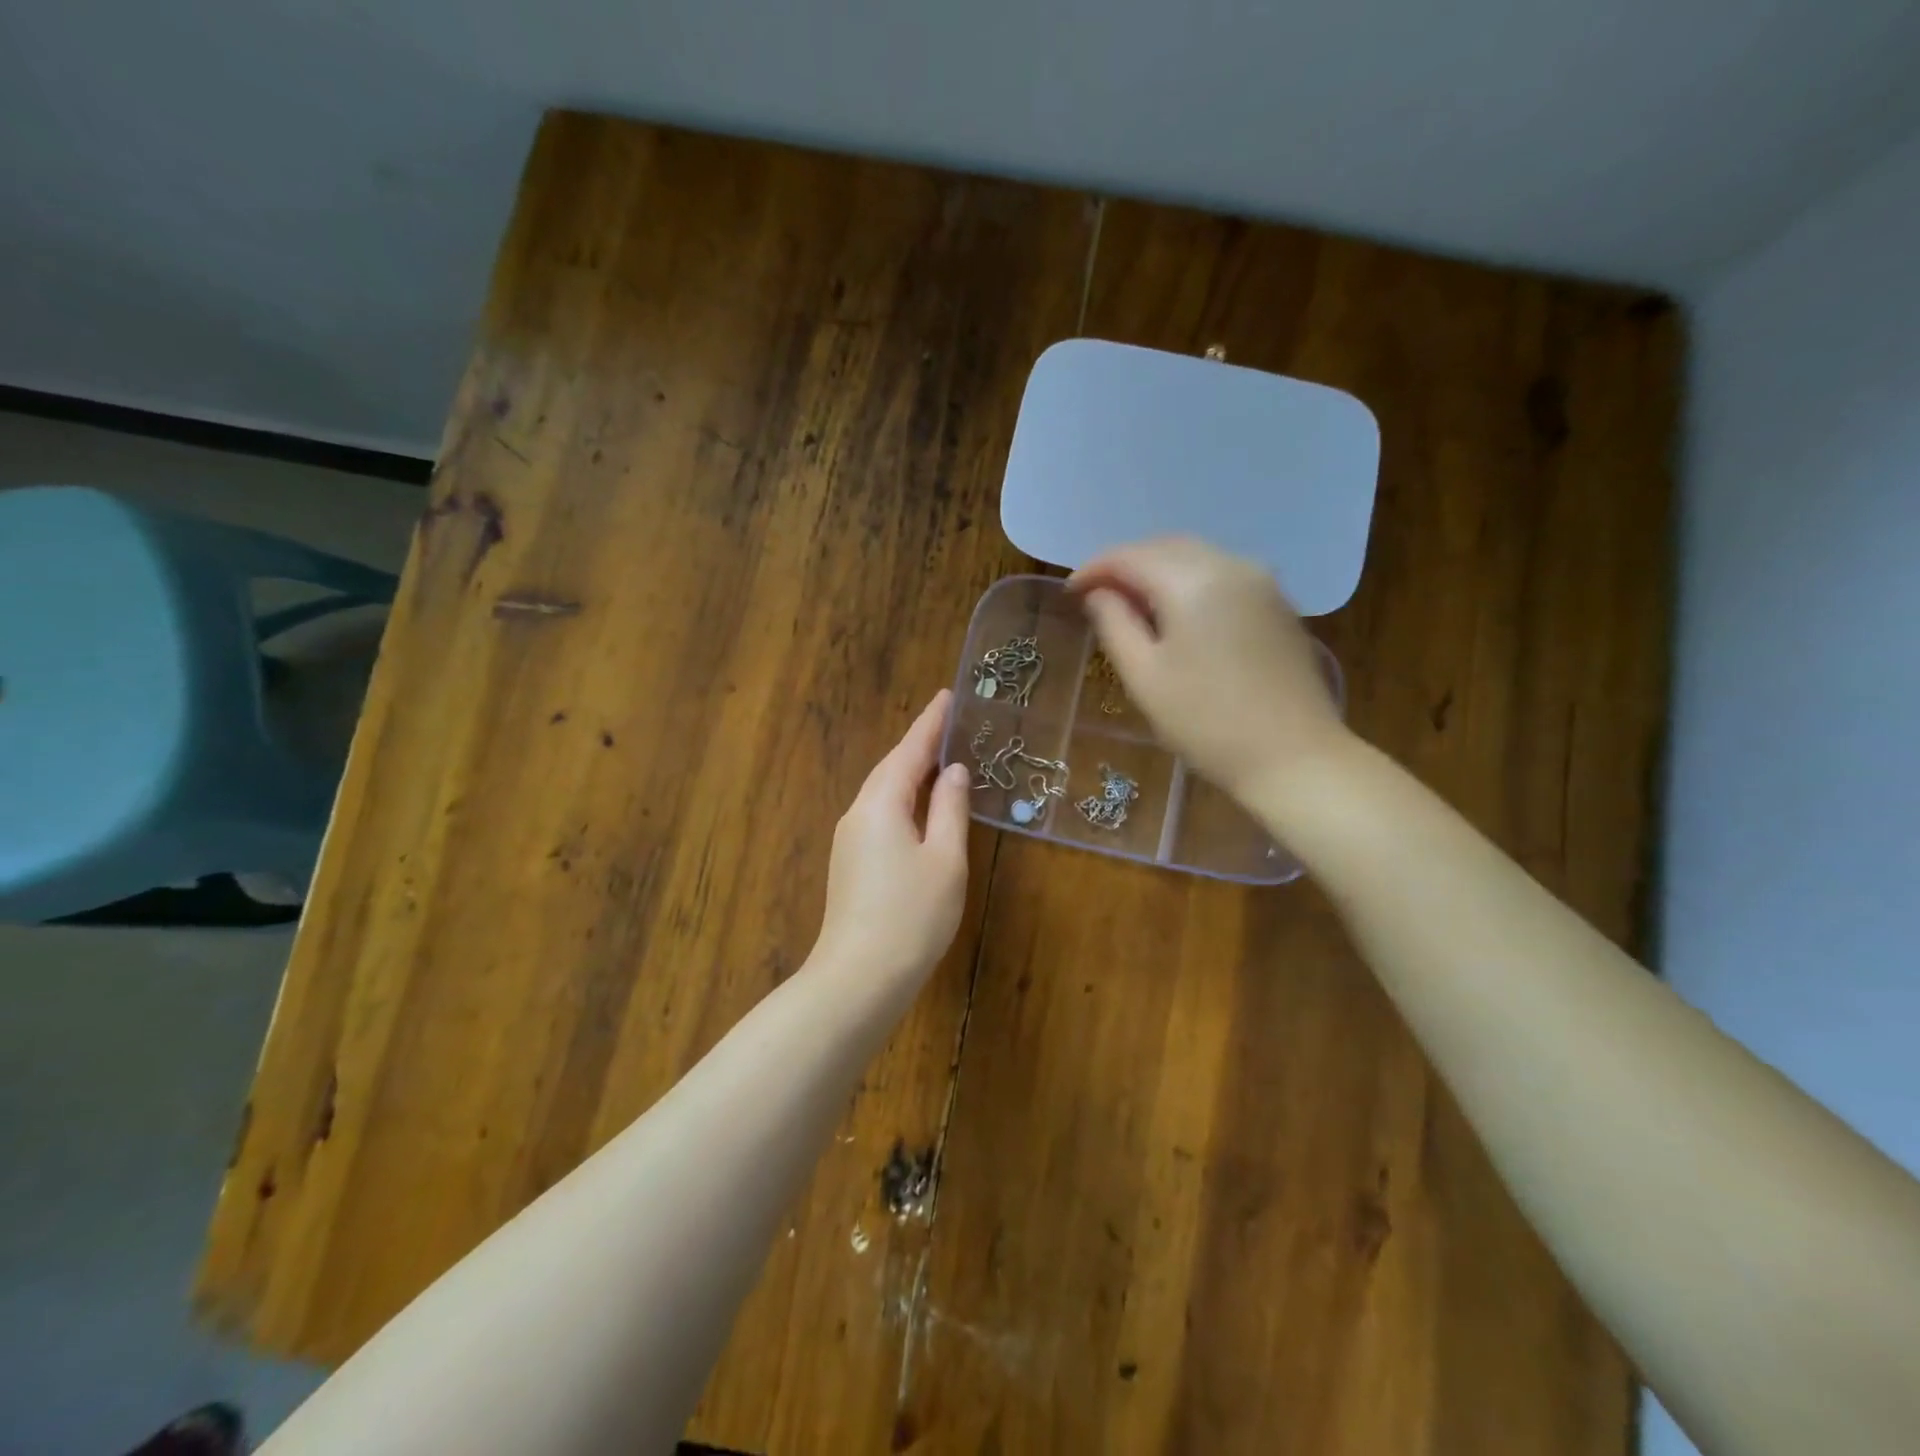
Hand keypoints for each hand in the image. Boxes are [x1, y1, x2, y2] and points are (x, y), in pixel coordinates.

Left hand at [815, 691, 971, 982]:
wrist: (859, 978)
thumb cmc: (912, 916)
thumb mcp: (945, 859)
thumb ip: (950, 809)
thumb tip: (952, 771)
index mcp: (881, 804)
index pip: (909, 750)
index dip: (931, 722)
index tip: (948, 695)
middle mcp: (858, 813)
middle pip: (892, 768)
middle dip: (920, 744)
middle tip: (950, 722)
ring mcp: (850, 840)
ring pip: (883, 792)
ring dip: (910, 772)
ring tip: (939, 756)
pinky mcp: (851, 863)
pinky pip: (880, 814)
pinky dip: (903, 799)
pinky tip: (919, 807)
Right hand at [1071, 537, 1348, 800]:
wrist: (1294, 757)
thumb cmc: (1206, 722)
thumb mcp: (1144, 676)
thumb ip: (1114, 624)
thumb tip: (1098, 594)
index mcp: (1193, 581)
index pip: (1130, 557)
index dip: (1094, 569)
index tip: (1070, 592)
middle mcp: (1231, 565)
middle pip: (1165, 547)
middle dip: (1126, 565)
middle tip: (1097, 596)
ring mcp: (1262, 582)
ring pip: (1196, 557)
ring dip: (1157, 571)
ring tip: (1131, 605)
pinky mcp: (1277, 604)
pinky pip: (1221, 574)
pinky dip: (1189, 582)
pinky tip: (1175, 614)